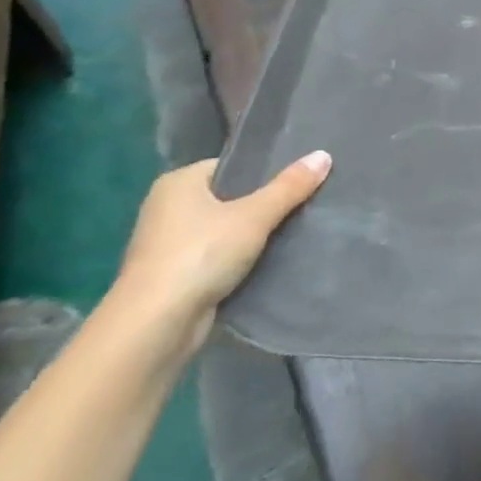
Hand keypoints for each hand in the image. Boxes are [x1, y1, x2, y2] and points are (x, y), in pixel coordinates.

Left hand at [114, 151, 331, 347]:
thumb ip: (289, 187)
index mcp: (178, 183)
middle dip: (262, 204)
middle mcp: (167, 208)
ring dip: (252, 235)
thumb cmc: (201, 254)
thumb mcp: (254, 216)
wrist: (156, 325)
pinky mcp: (175, 276)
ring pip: (224, 229)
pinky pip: (217, 257)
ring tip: (294, 232)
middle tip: (304, 204)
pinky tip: (269, 261)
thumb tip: (324, 155)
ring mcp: (168, 244)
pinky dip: (239, 259)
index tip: (298, 180)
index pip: (230, 166)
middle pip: (229, 197)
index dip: (264, 171)